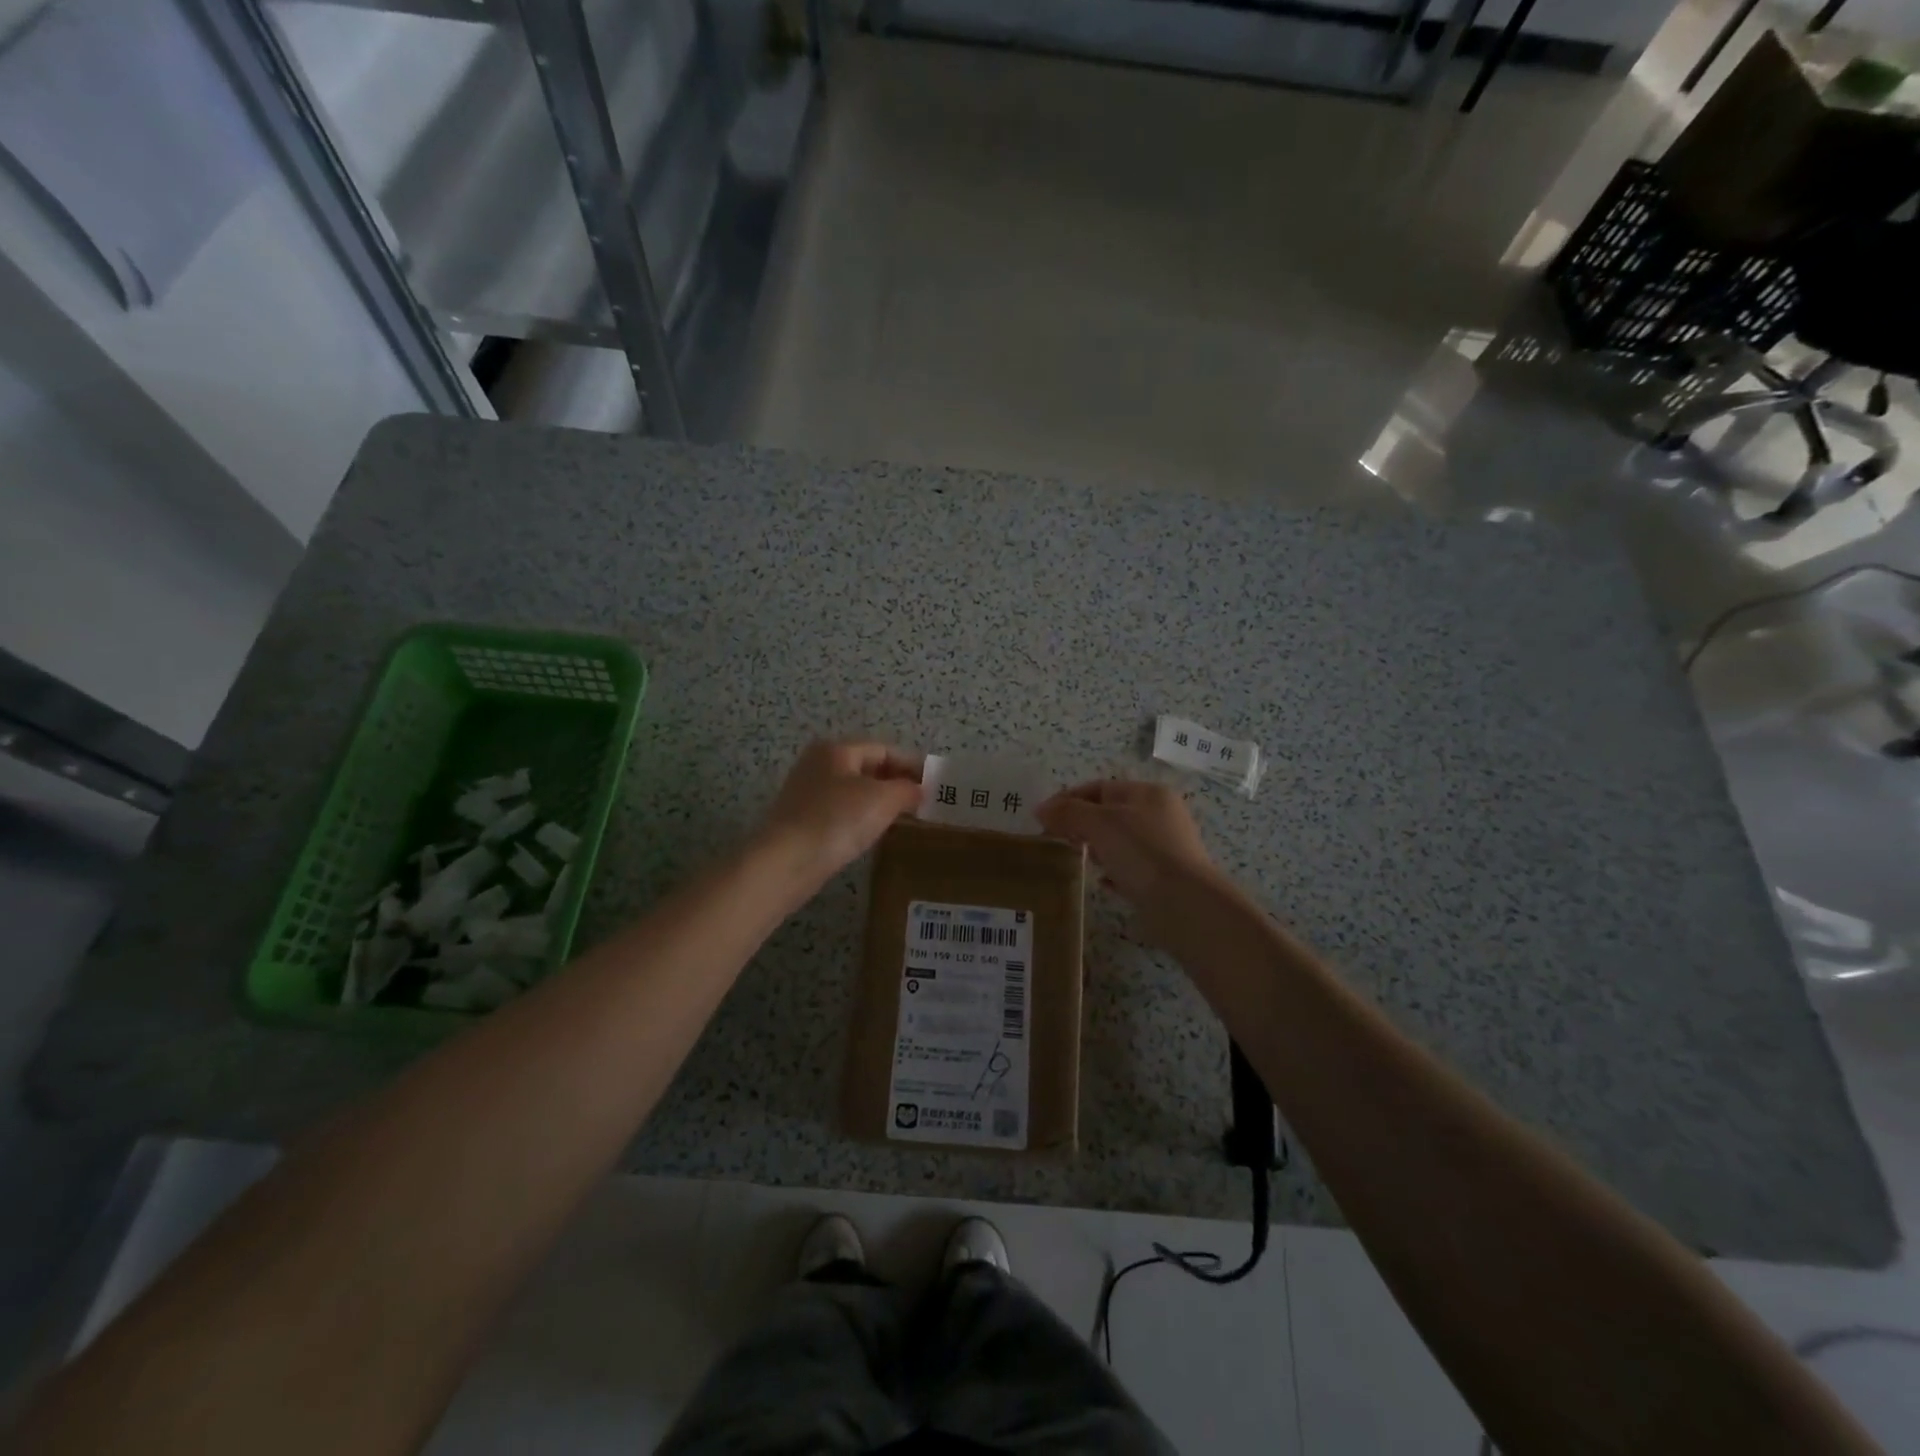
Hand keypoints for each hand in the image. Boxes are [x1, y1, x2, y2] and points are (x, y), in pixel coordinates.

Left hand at [756, 740, 923, 888]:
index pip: (884, 749)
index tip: (936, 785)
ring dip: (880, 803)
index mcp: (836, 749)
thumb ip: (907, 789)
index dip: (912, 765)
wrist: (785, 862)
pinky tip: (873, 835)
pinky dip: (861, 819)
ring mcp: (807, 793)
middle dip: (897, 783)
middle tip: (924, 804)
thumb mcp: (883, 799)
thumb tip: (918, 790)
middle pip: (868, 768)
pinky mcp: (802, 821)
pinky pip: (841, 812)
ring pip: (855, 791)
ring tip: (906, 820)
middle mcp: (819, 764)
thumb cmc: (837, 820)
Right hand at [1036, 780, 1220, 935]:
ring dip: (1096, 848)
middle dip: (1080, 824)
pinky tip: (1101, 882)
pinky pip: (1131, 868)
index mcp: (1148, 793)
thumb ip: (1068, 813)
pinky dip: (1113, 871)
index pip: (1099, 787)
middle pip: (1110, 813)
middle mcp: (1160, 815)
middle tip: (1055, 840)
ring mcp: (1165, 847)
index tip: (1041, 818)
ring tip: (1076, 859)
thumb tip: (1041, 809)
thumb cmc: (1141, 853)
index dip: (1067, 799)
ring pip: (1120, 841)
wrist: (1184, 904)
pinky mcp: (1166, 877)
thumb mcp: (1099, 824)